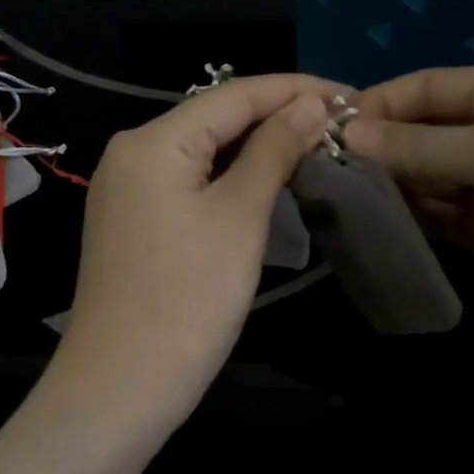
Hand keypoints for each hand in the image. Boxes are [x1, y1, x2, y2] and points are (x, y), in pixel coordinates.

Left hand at [52, 75, 336, 433]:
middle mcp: (131, 154)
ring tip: (316, 148)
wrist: (122, 383)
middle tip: (342, 126)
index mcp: (152, 140)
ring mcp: (126, 191)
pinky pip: (187, 184)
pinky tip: (266, 182)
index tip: (352, 96)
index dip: (295, 89)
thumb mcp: (239, 217)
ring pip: (202, 153)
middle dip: (277, 117)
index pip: (234, 95)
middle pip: (215, 119)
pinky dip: (229, 179)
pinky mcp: (132, 224)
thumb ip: (273, 152)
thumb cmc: (187, 298)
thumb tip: (309, 106)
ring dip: (257, 149)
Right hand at [345, 64, 473, 359]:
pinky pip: (439, 223)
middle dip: (377, 150)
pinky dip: (409, 223)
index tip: (323, 130)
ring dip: (388, 188)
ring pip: (426, 181)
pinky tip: (372, 227)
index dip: (378, 105)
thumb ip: (418, 145)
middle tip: (321, 172)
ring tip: (336, 200)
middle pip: (423, 134)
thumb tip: (345, 134)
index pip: (428, 88)